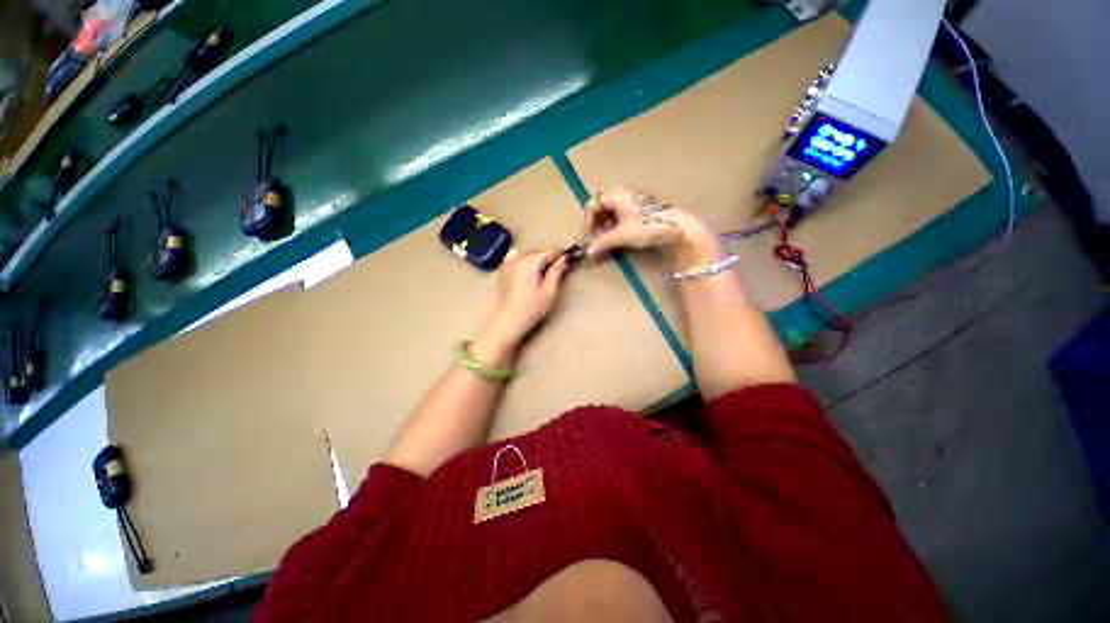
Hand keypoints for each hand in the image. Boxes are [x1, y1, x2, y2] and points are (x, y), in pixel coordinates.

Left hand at [485, 249, 569, 344]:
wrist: (509, 319)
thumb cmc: (532, 308)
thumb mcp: (549, 291)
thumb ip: (557, 271)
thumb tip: (564, 258)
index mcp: (531, 261)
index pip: (550, 250)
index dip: (561, 255)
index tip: (569, 262)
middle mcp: (518, 257)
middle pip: (540, 251)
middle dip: (550, 258)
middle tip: (557, 271)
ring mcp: (509, 262)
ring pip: (530, 253)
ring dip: (538, 259)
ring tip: (543, 274)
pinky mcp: (504, 268)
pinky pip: (518, 257)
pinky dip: (525, 260)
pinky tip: (528, 272)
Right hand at [583, 187, 707, 257]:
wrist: (676, 227)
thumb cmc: (646, 227)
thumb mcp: (621, 236)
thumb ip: (602, 242)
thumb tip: (588, 252)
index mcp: (616, 195)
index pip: (593, 204)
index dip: (587, 221)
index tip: (588, 236)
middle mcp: (623, 194)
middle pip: (601, 207)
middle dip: (596, 224)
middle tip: (597, 239)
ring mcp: (632, 201)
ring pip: (611, 211)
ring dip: (606, 226)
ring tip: (608, 239)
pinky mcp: (640, 209)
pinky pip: (621, 214)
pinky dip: (616, 225)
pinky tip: (619, 236)